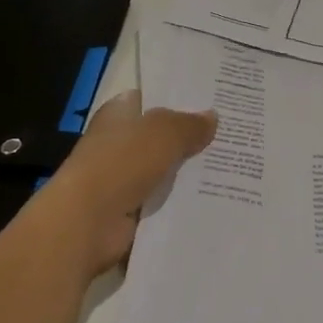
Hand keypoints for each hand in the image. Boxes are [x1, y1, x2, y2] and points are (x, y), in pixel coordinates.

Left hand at [28, 90, 216, 280]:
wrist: (87, 223)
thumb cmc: (121, 164)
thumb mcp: (163, 133)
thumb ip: (189, 125)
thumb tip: (212, 118)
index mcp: (119, 115)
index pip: (151, 99)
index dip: (180, 99)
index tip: (214, 100)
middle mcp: (120, 143)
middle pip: (163, 136)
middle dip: (193, 136)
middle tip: (234, 133)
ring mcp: (125, 179)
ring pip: (168, 170)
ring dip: (192, 172)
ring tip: (234, 165)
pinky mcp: (132, 210)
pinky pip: (167, 200)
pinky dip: (186, 201)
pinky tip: (217, 196)